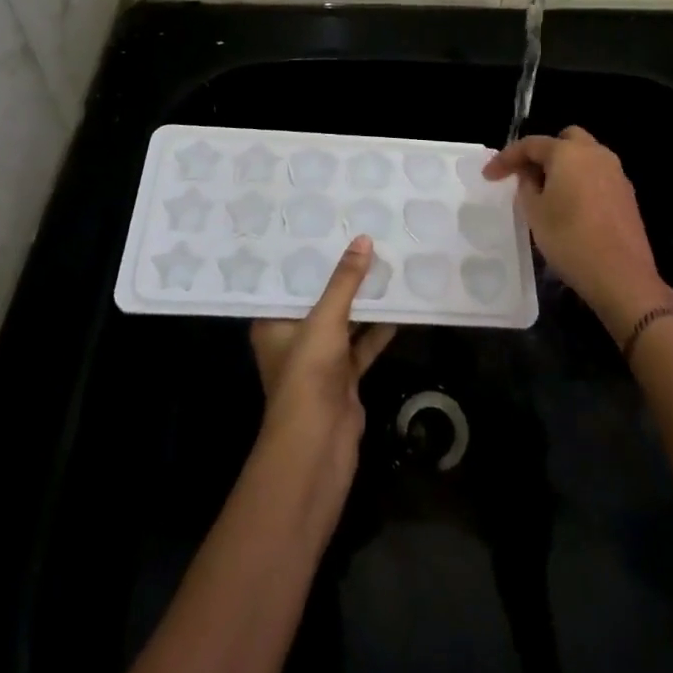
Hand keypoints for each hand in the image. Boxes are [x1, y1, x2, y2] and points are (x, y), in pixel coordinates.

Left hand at [250, 235, 396, 483]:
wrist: (318, 446)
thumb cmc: (307, 375)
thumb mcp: (325, 319)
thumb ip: (345, 281)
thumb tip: (363, 239)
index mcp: (273, 322)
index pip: (288, 281)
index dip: (307, 256)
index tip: (326, 226)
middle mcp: (293, 338)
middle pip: (319, 299)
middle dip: (341, 275)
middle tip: (362, 237)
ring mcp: (319, 360)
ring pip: (344, 321)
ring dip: (363, 300)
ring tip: (386, 262)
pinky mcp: (343, 377)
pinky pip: (362, 344)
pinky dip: (378, 328)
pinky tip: (399, 305)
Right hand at [484, 126, 672, 336]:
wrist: (622, 277)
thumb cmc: (570, 239)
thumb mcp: (535, 213)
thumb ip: (526, 186)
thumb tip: (530, 175)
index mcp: (568, 152)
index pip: (530, 144)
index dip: (506, 158)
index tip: (488, 176)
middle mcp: (595, 154)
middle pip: (564, 140)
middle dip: (543, 154)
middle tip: (528, 177)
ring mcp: (616, 173)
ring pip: (584, 157)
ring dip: (564, 167)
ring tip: (548, 194)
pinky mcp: (627, 195)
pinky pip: (597, 176)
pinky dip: (581, 182)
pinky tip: (573, 208)